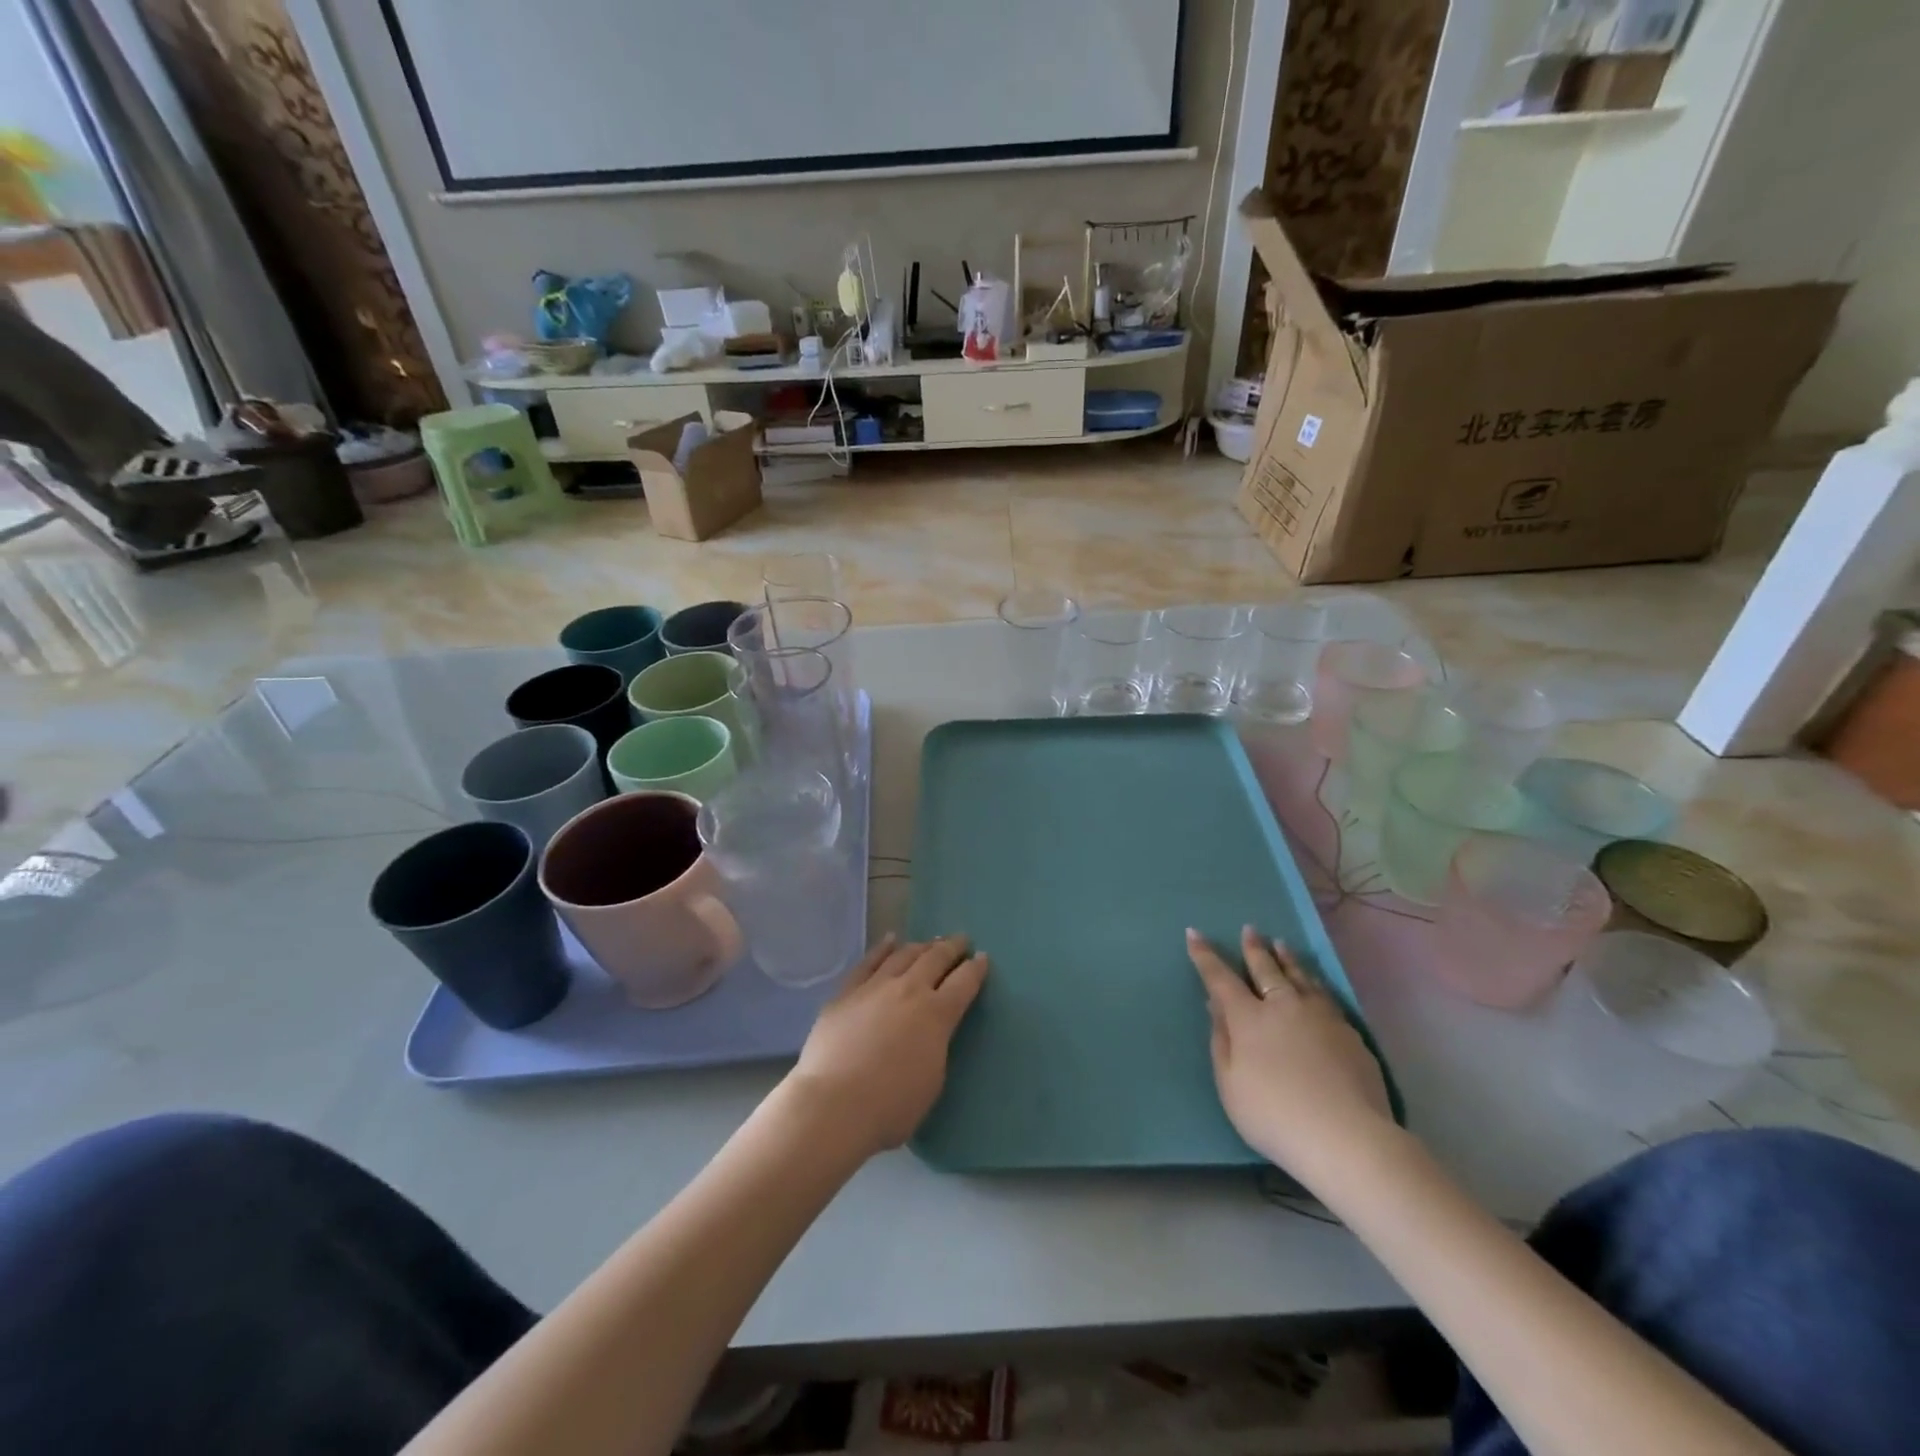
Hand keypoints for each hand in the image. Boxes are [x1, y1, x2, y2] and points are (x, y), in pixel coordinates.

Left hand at [784, 934, 988, 1158]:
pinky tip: (890, 940)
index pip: (964, 983)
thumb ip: (936, 1047)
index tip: (982, 958)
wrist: (834, 1104)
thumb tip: (931, 1032)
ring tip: (930, 942)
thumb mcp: (932, 1081)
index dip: (976, 969)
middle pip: (935, 959)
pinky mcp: (846, 992)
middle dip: (951, 948)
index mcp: (937, 1014)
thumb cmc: (891, 1105)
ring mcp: (875, 987)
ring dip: (921, 946)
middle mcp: (910, 991)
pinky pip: (868, 962)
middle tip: (961, 940)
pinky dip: (882, 948)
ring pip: (904, 955)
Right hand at [1187, 926, 1391, 1181]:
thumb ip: (1221, 1042)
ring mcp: (1320, 1017)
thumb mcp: (1230, 1085)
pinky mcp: (1349, 1033)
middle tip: (1250, 930)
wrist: (1346, 1137)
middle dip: (1254, 949)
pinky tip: (1316, 986)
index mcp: (1249, 1018)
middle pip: (1266, 969)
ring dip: (1287, 959)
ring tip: (1282, 945)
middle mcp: (1283, 1006)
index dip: (1205, 956)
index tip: (1194, 933)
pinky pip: (1325, 997)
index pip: (1220, 979)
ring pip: (1300, 977)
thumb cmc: (1274, 1115)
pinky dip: (1314, 984)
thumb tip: (1216, 1007)